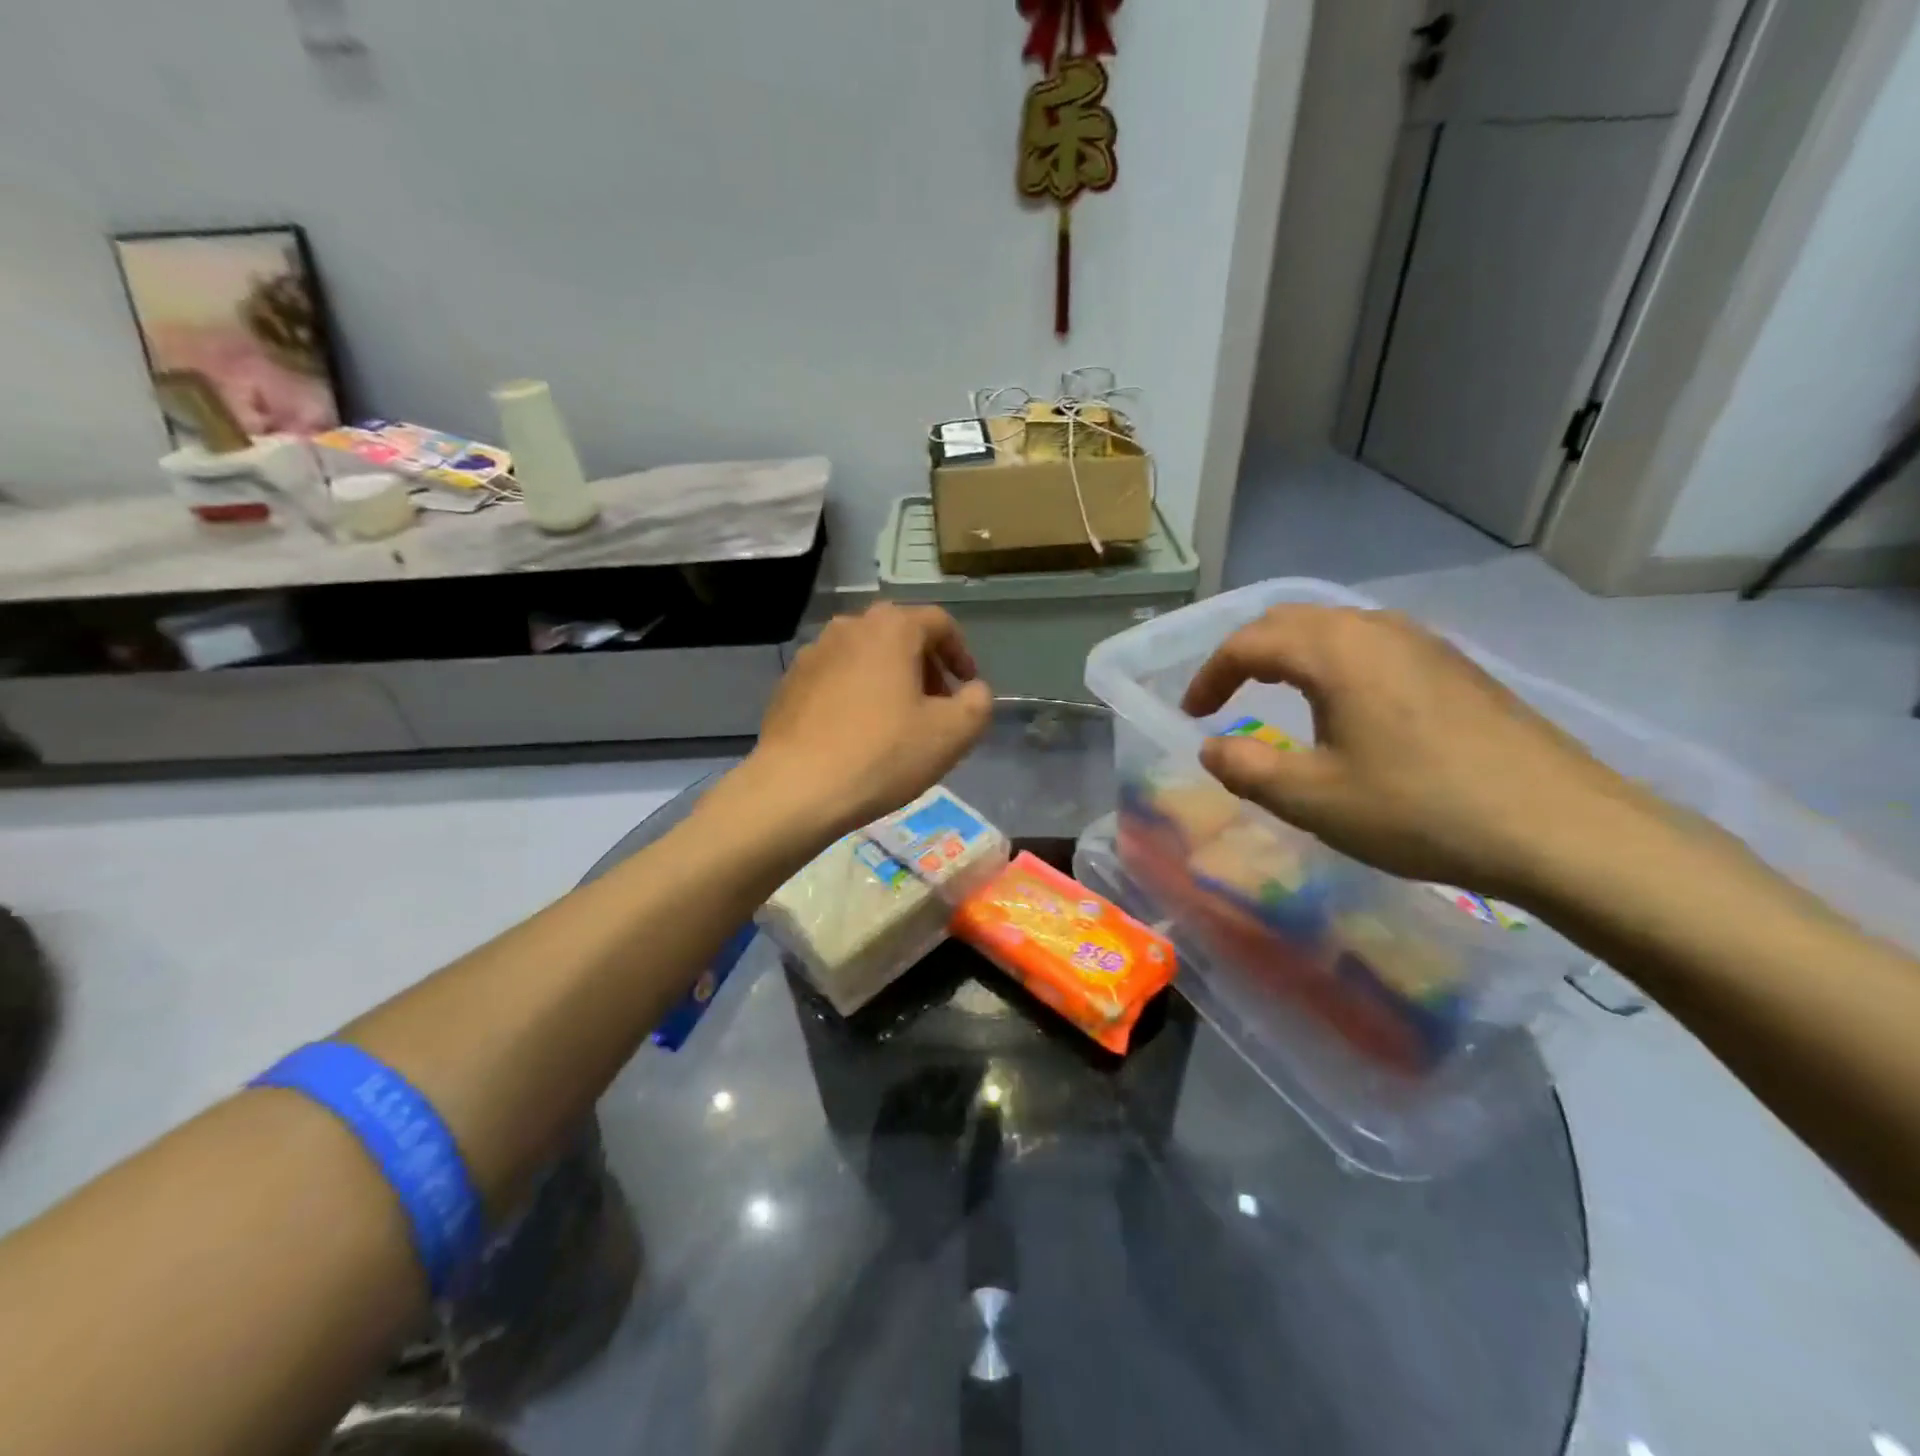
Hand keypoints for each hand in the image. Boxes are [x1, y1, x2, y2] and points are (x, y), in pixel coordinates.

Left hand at [743, 604, 994, 841]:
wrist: (796, 788)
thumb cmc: (883, 754)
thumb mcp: (951, 734)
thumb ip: (977, 703)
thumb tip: (973, 690)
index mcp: (891, 628)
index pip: (939, 623)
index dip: (961, 653)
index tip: (967, 686)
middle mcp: (849, 627)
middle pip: (900, 636)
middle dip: (925, 667)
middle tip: (937, 706)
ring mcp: (812, 654)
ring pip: (865, 656)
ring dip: (889, 680)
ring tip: (898, 722)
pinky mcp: (789, 684)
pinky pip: (835, 678)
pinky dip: (856, 694)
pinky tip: (858, 734)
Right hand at [1181, 605, 1645, 899]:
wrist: (1562, 828)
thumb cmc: (1420, 809)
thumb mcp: (1312, 798)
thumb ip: (1245, 768)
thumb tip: (1211, 748)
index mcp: (1335, 651)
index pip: (1248, 642)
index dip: (1209, 676)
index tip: (1192, 715)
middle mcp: (1377, 629)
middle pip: (1290, 620)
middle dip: (1246, 655)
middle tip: (1224, 697)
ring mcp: (1425, 643)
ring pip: (1336, 628)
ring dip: (1292, 655)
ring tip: (1276, 696)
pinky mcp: (1457, 666)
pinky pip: (1374, 645)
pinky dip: (1335, 663)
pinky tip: (1346, 707)